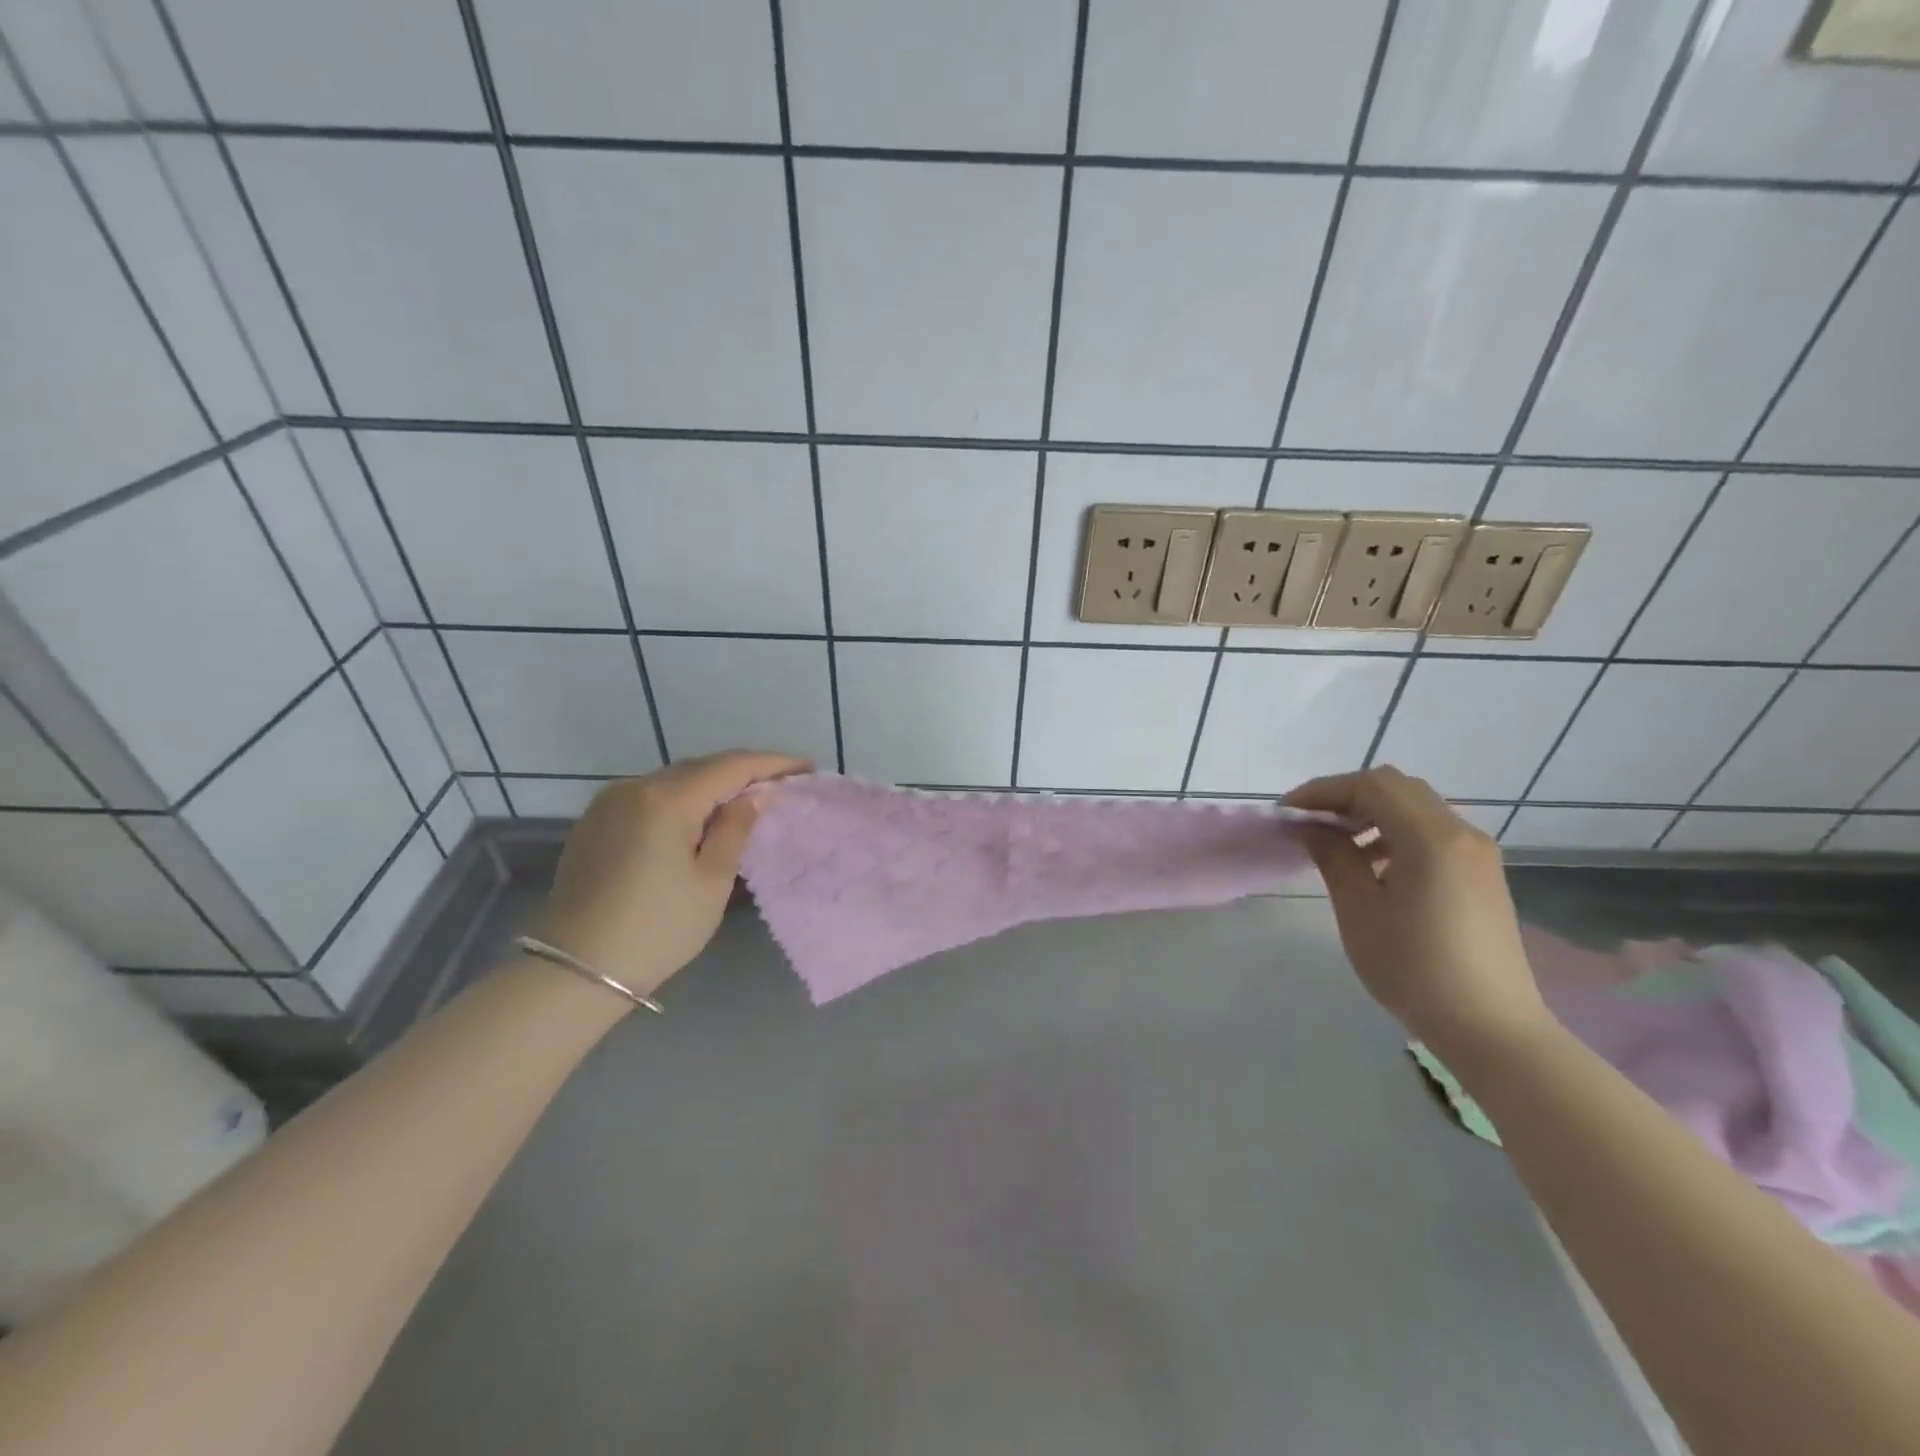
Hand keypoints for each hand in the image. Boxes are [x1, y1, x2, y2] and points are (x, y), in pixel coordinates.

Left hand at [533, 751, 808, 998]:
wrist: (576, 970)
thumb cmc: (657, 929)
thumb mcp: (711, 882)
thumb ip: (735, 830)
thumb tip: (752, 798)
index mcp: (667, 799)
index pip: (731, 766)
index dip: (773, 764)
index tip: (806, 768)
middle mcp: (635, 787)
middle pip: (701, 767)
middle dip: (743, 771)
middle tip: (780, 784)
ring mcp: (609, 803)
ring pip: (674, 780)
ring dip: (711, 784)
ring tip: (745, 798)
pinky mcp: (594, 822)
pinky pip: (650, 796)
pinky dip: (682, 798)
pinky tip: (698, 816)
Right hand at [1283, 766, 1552, 1053]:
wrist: (1492, 1029)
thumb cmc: (1414, 968)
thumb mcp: (1360, 910)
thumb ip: (1334, 857)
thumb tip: (1313, 827)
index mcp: (1432, 838)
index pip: (1371, 786)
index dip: (1323, 791)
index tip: (1287, 812)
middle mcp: (1461, 833)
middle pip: (1397, 788)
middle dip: (1346, 796)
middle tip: (1309, 822)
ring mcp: (1477, 854)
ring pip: (1416, 807)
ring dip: (1371, 813)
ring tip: (1336, 843)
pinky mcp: (1481, 875)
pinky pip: (1433, 832)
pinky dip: (1395, 832)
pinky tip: (1374, 865)